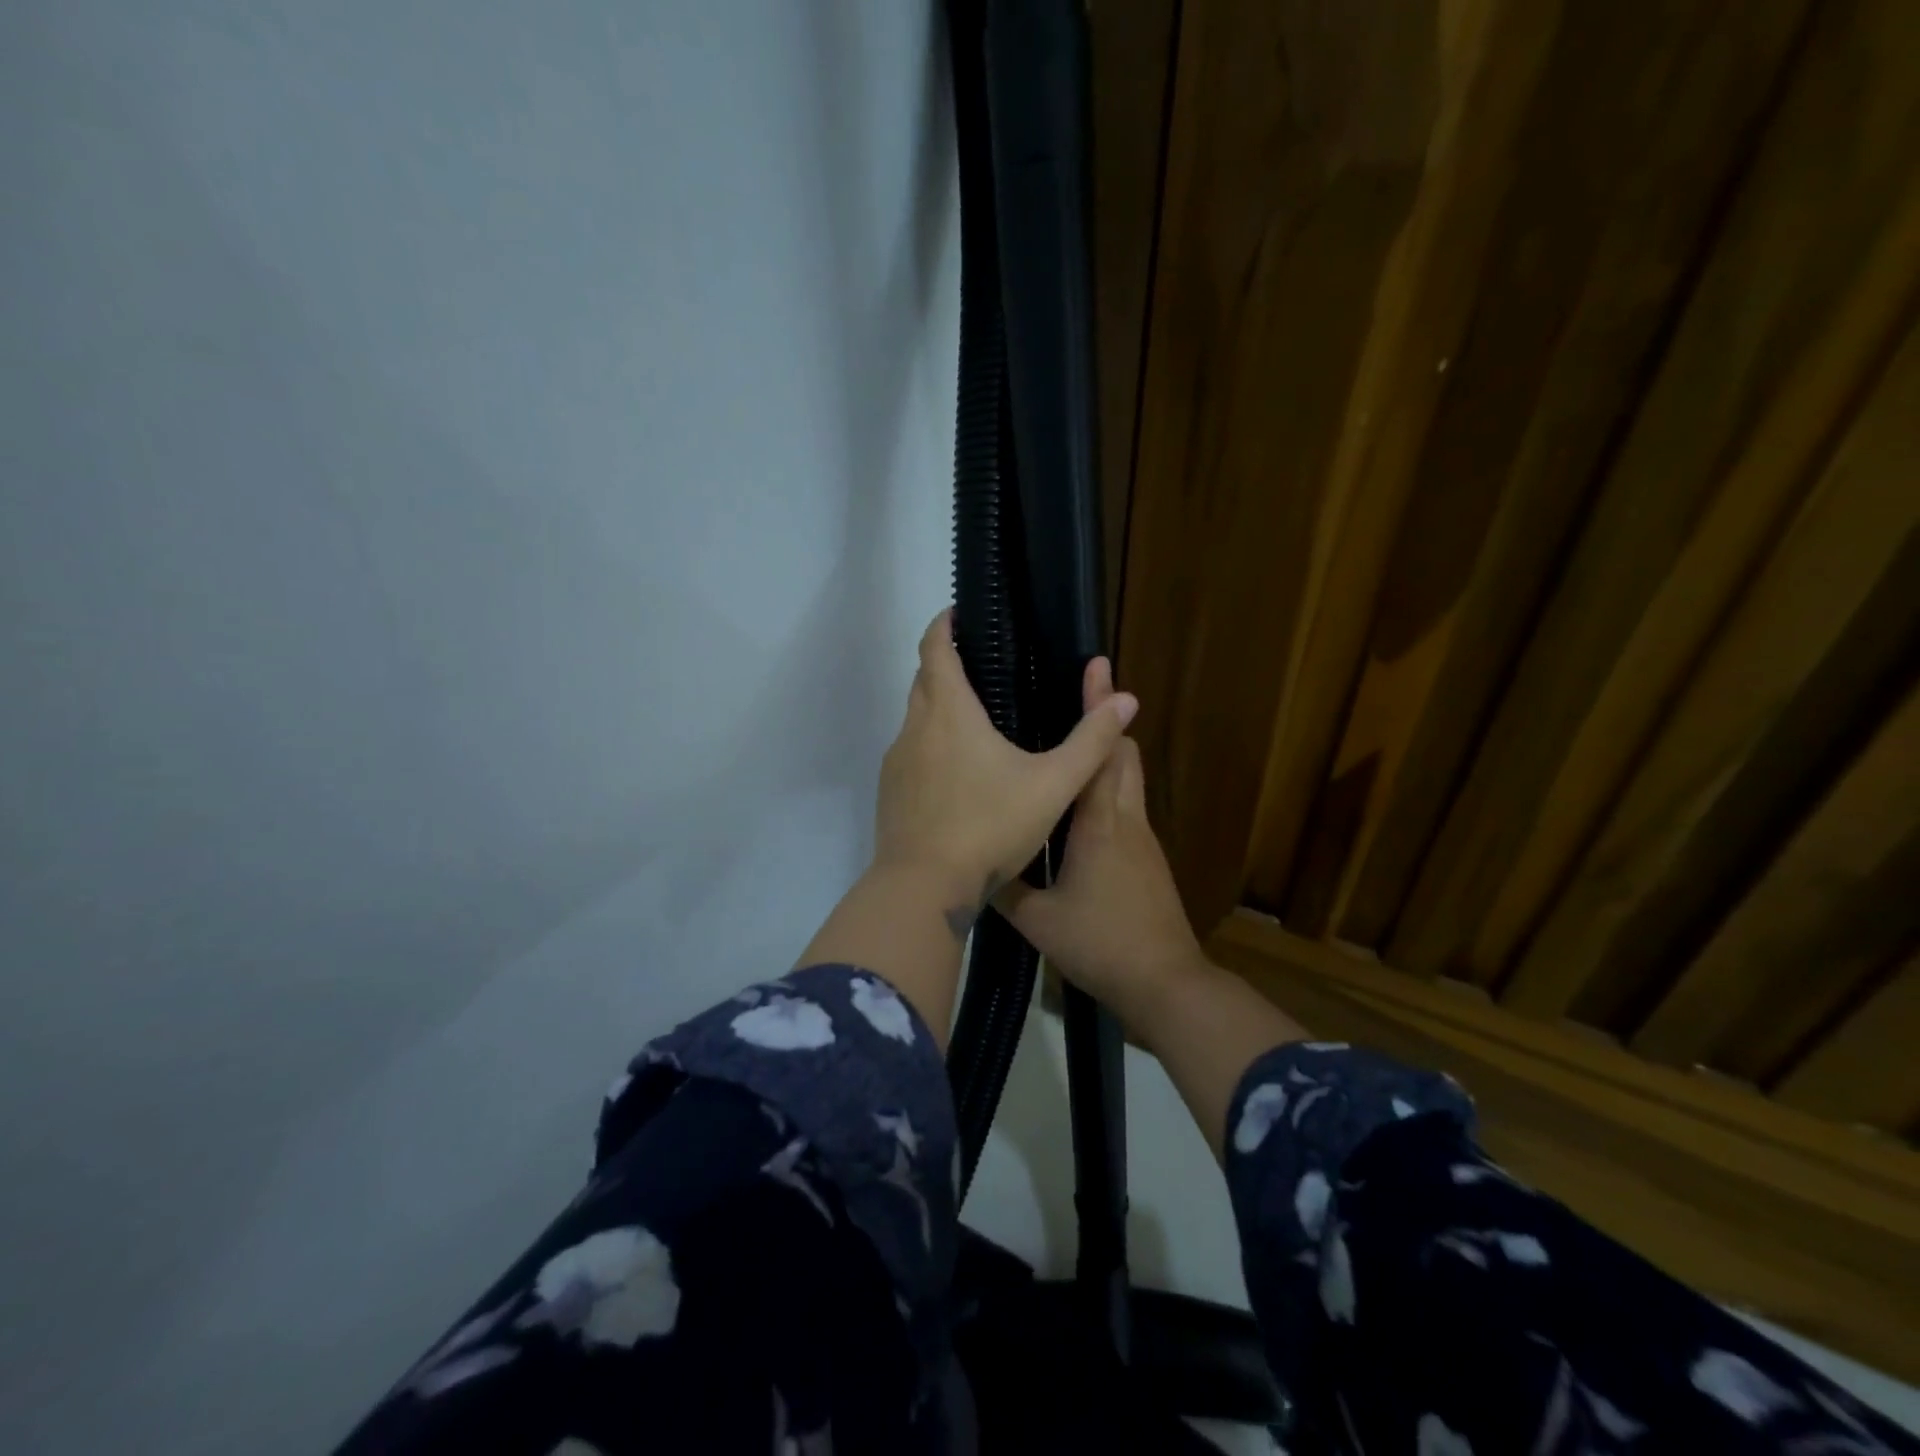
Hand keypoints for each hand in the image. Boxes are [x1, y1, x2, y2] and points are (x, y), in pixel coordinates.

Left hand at [874, 610, 1138, 927]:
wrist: (924, 888)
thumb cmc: (989, 827)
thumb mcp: (1053, 785)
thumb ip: (1091, 742)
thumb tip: (1125, 699)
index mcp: (949, 712)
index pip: (934, 648)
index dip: (942, 624)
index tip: (957, 613)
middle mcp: (914, 729)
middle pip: (923, 680)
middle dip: (944, 664)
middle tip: (980, 667)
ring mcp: (896, 763)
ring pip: (914, 719)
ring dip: (937, 708)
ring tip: (975, 721)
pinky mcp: (890, 794)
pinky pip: (910, 754)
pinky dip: (930, 747)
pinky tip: (957, 776)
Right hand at [995, 667, 1206, 1028]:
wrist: (1165, 982)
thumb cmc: (1101, 943)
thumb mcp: (1037, 920)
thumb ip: (1004, 888)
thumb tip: (975, 865)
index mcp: (1100, 822)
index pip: (1101, 749)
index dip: (1098, 707)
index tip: (1094, 669)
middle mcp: (1127, 819)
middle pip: (1125, 754)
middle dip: (1105, 723)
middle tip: (1075, 701)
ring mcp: (1143, 839)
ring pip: (1128, 779)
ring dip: (1106, 756)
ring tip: (1068, 748)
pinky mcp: (1149, 859)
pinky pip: (1127, 807)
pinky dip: (1107, 789)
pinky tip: (1077, 810)